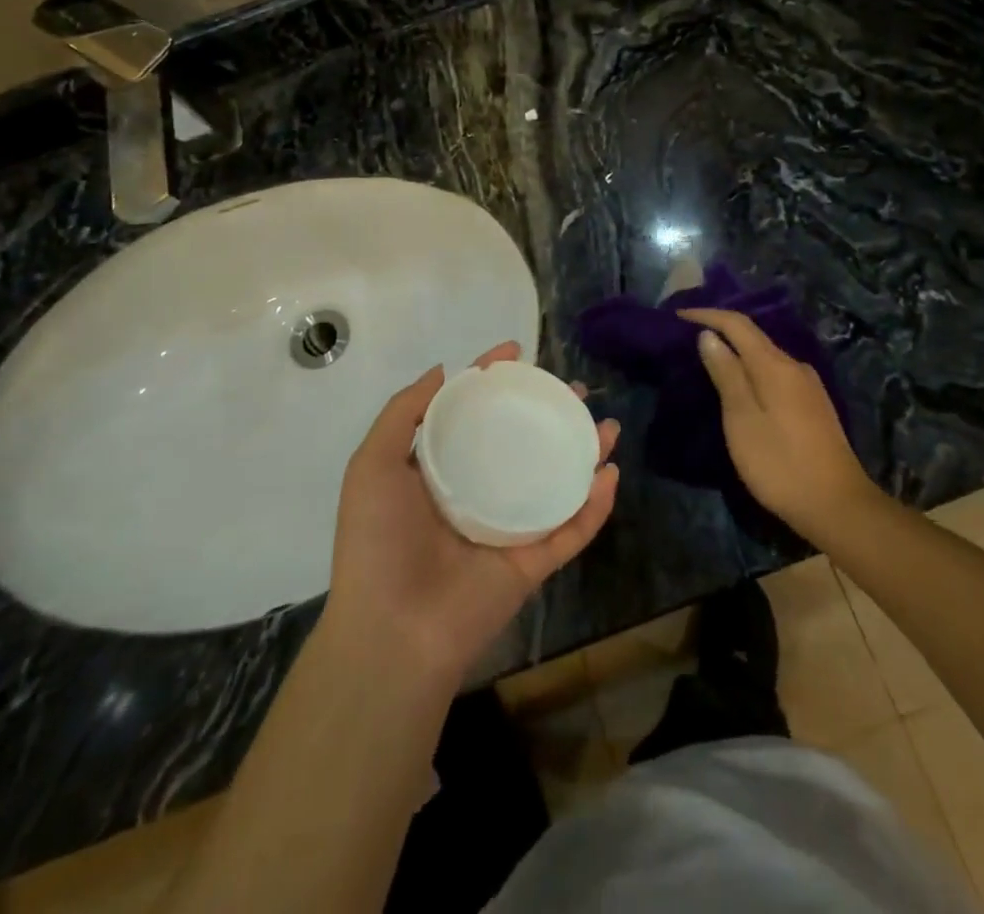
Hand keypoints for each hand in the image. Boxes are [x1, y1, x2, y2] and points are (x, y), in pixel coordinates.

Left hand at [325, 342, 618, 683]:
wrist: (392, 632)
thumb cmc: (377, 542)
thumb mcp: (373, 465)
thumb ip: (403, 413)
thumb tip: (443, 371)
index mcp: (441, 472)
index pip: (474, 415)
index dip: (494, 381)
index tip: (517, 352)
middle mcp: (478, 494)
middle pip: (523, 444)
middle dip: (550, 415)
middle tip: (574, 391)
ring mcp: (508, 529)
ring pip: (556, 483)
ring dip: (585, 454)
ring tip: (608, 426)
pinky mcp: (532, 563)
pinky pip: (571, 530)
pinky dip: (595, 506)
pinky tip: (609, 475)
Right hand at [679, 308, 874, 541]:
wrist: (838, 506)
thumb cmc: (781, 464)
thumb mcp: (742, 420)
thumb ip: (726, 374)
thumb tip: (709, 336)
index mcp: (775, 365)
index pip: (738, 324)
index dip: (707, 315)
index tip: (679, 315)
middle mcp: (795, 366)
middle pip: (754, 337)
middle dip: (721, 331)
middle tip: (687, 338)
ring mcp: (808, 386)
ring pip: (766, 357)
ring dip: (737, 353)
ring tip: (709, 362)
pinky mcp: (813, 405)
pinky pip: (776, 374)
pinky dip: (752, 371)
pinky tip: (742, 387)